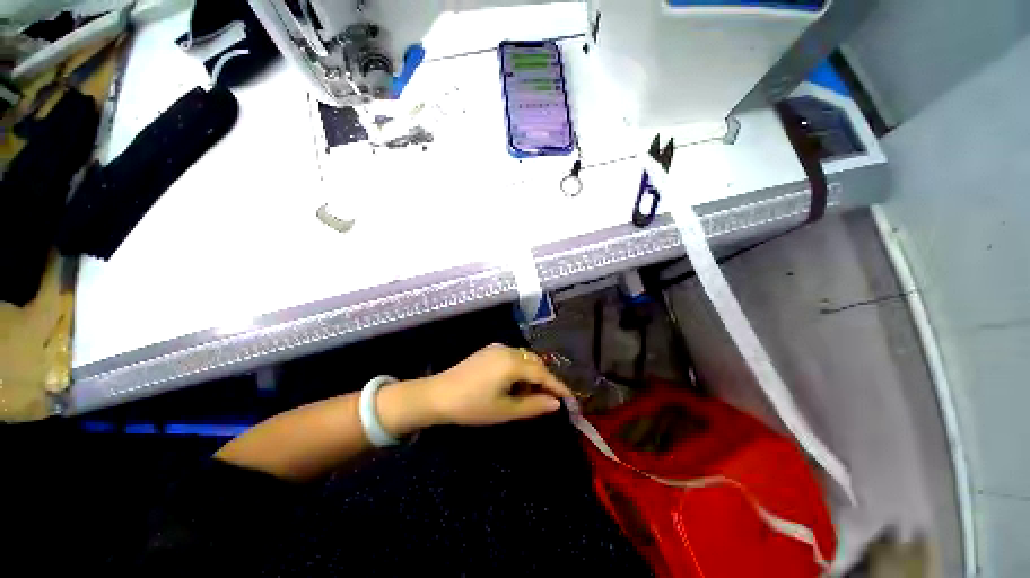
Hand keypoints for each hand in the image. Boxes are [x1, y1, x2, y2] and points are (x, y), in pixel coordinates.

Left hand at [424, 344, 572, 426]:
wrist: (437, 395)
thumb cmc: (472, 406)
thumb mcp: (505, 411)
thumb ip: (533, 405)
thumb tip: (556, 403)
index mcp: (513, 363)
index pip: (543, 373)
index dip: (558, 387)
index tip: (570, 400)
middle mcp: (508, 350)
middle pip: (535, 362)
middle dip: (545, 380)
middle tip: (550, 400)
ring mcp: (497, 348)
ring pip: (524, 358)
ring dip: (532, 374)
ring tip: (531, 394)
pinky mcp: (489, 351)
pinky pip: (513, 357)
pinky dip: (520, 369)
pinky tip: (514, 384)